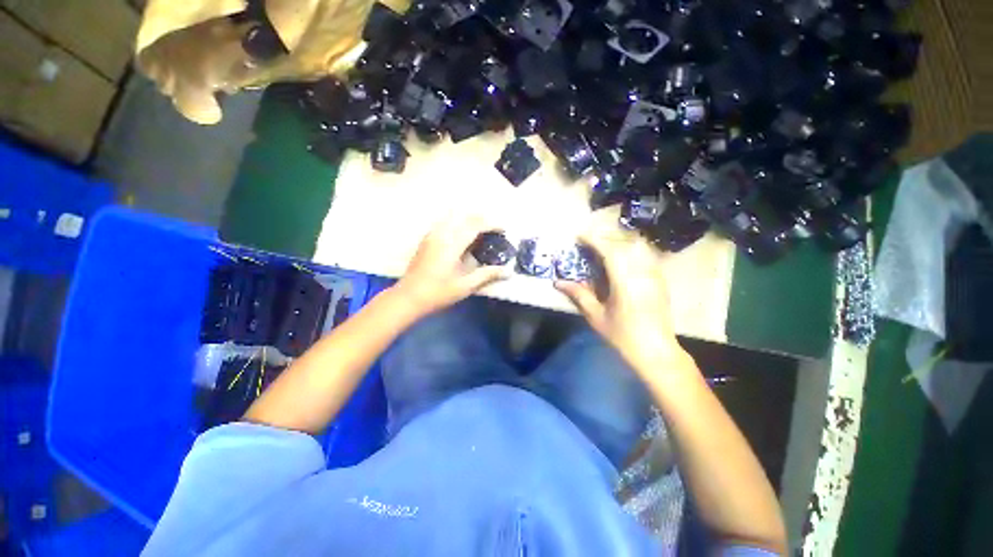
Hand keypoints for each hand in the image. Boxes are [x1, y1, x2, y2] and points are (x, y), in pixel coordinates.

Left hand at [394, 216, 508, 316]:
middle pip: (464, 217)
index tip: (503, 229)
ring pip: (453, 218)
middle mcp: (441, 235)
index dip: (491, 225)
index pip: (475, 226)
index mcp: (452, 244)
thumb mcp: (465, 286)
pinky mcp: (426, 240)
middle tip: (494, 229)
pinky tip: (462, 236)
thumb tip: (508, 272)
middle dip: (481, 219)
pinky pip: (445, 223)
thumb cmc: (438, 293)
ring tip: (480, 231)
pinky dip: (458, 224)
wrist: (409, 297)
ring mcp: (432, 236)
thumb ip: (487, 275)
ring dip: (469, 220)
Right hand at [555, 234, 686, 372]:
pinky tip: (621, 259)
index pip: (609, 251)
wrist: (656, 351)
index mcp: (625, 282)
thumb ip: (579, 295)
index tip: (579, 236)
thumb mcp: (596, 316)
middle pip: (624, 244)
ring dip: (619, 242)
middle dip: (605, 238)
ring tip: (604, 247)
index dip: (593, 240)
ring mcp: (654, 275)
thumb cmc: (623, 336)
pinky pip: (646, 256)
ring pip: (638, 247)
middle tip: (589, 241)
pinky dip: (631, 251)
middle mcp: (642, 273)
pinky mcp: (660, 280)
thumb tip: (558, 282)